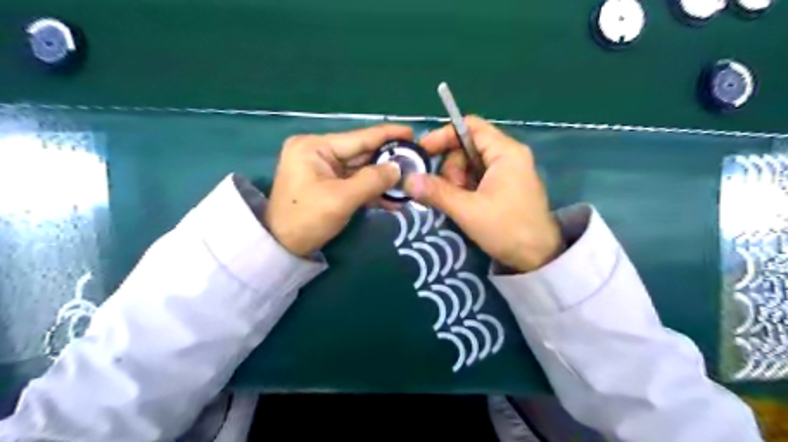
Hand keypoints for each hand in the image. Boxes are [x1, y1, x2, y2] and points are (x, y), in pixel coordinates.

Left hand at [265, 122, 412, 254]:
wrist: (282, 247)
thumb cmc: (307, 219)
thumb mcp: (341, 199)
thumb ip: (372, 181)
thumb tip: (398, 168)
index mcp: (315, 147)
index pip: (358, 137)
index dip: (387, 135)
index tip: (411, 132)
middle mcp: (318, 151)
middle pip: (361, 153)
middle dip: (388, 160)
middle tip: (416, 161)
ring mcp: (322, 168)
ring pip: (360, 169)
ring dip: (382, 179)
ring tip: (409, 181)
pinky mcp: (327, 184)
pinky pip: (354, 182)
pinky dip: (371, 190)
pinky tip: (392, 198)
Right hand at [403, 115, 563, 271]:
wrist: (539, 258)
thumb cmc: (507, 229)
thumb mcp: (468, 211)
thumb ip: (437, 192)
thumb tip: (408, 180)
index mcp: (505, 152)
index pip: (470, 127)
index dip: (443, 135)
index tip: (422, 152)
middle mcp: (508, 156)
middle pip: (467, 147)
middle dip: (451, 168)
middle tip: (447, 193)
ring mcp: (508, 172)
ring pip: (470, 165)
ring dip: (456, 182)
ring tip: (458, 204)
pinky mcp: (505, 187)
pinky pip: (477, 178)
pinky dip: (465, 189)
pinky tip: (463, 206)